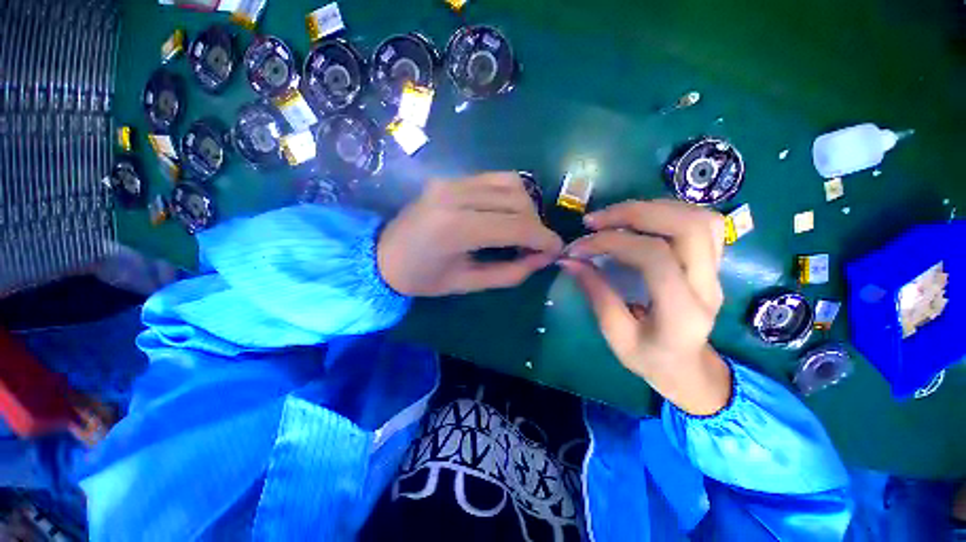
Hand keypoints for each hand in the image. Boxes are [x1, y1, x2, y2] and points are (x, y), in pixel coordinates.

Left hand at [378, 173, 562, 295]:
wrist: (382, 256)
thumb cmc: (422, 278)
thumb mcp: (467, 284)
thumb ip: (510, 272)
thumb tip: (543, 258)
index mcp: (455, 228)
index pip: (515, 226)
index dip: (543, 238)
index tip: (557, 249)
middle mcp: (455, 195)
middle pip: (518, 200)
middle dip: (536, 225)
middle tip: (537, 246)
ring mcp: (451, 181)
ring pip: (511, 183)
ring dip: (527, 207)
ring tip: (523, 230)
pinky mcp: (451, 178)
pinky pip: (495, 178)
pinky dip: (511, 195)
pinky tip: (508, 213)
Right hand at [560, 200, 730, 415]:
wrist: (688, 368)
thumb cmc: (649, 359)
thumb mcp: (615, 334)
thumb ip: (595, 293)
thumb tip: (569, 260)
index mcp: (682, 313)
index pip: (654, 258)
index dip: (612, 243)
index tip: (578, 248)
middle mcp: (707, 286)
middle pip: (687, 227)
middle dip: (635, 214)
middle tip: (595, 221)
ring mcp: (716, 272)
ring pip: (700, 219)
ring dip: (653, 208)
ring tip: (615, 216)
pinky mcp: (713, 263)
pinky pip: (701, 223)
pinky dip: (668, 212)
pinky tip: (640, 221)